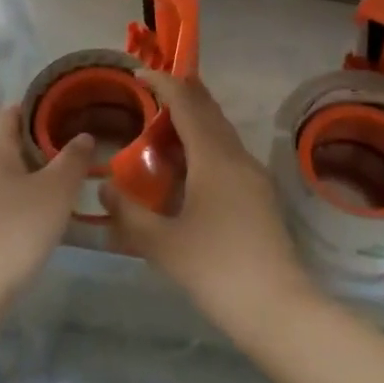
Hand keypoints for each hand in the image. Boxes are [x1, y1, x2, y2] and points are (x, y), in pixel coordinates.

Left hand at [0, 105, 92, 303]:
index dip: (41, 106)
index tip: (72, 109)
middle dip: (43, 139)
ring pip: (9, 170)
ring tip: (70, 174)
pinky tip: (49, 209)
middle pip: (11, 140)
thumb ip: (73, 159)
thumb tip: (84, 136)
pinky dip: (26, 194)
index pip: (12, 110)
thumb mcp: (56, 190)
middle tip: (78, 142)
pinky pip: (4, 196)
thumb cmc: (14, 229)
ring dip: (36, 169)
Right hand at [103, 72, 314, 338]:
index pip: (187, 103)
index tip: (139, 74)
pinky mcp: (260, 195)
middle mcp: (237, 156)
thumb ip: (128, 213)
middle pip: (208, 111)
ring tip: (161, 133)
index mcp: (214, 158)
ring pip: (220, 133)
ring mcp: (253, 175)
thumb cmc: (216, 270)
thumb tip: (105, 187)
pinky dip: (203, 147)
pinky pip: (227, 154)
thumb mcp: (162, 244)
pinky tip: (186, 172)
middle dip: (180, 95)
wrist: (278, 308)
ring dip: (193, 123)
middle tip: (149, 95)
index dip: (163, 83)